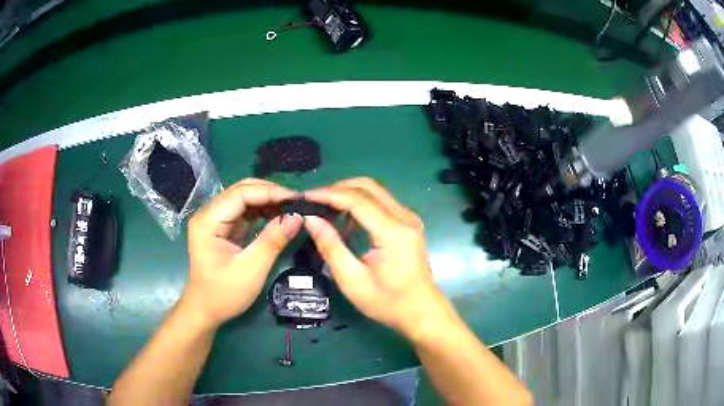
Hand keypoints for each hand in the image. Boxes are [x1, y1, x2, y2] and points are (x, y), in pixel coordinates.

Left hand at [182, 178, 302, 327]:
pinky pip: (244, 212)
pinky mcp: (222, 228)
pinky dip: (262, 212)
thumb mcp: (251, 269)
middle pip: (241, 191)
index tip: (296, 198)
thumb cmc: (224, 293)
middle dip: (270, 193)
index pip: (241, 194)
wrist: (206, 310)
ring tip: (291, 207)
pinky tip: (278, 215)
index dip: (270, 192)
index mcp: (208, 220)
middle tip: (296, 202)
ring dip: (267, 201)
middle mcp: (209, 214)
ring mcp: (214, 220)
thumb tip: (298, 217)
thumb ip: (273, 240)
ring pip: (244, 199)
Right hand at [303, 177, 444, 336]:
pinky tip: (346, 223)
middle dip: (337, 189)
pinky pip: (382, 202)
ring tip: (325, 211)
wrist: (422, 312)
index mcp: (392, 232)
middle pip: (367, 186)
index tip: (304, 198)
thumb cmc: (388, 303)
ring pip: (375, 191)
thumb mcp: (352, 281)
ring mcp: (409, 218)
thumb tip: (310, 219)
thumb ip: (331, 247)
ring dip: (349, 195)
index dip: (327, 194)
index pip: (356, 199)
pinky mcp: (409, 223)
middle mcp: (404, 217)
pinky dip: (360, 204)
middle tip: (314, 202)